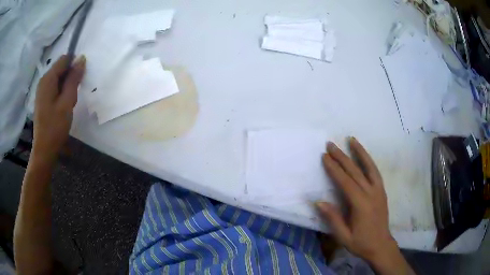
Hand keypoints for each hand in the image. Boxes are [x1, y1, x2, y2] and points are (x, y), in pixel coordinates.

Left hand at [33, 55, 85, 159]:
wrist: (44, 150)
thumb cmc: (55, 126)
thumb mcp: (67, 101)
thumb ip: (74, 79)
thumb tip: (81, 58)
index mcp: (48, 79)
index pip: (64, 59)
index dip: (74, 65)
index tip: (79, 80)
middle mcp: (43, 81)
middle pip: (61, 69)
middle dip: (70, 78)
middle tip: (73, 96)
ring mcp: (42, 90)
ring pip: (59, 79)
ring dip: (66, 87)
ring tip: (68, 104)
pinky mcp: (43, 99)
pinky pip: (55, 88)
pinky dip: (61, 93)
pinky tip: (63, 106)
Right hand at [316, 137, 412, 274]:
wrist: (381, 245)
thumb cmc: (360, 243)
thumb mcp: (343, 236)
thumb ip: (333, 218)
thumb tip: (318, 202)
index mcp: (361, 204)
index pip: (345, 182)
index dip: (334, 169)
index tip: (325, 156)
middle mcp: (371, 193)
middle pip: (355, 171)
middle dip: (342, 157)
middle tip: (331, 144)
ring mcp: (378, 191)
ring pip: (369, 167)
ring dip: (359, 152)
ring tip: (351, 140)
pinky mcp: (382, 191)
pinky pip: (375, 172)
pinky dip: (369, 161)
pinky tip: (364, 155)